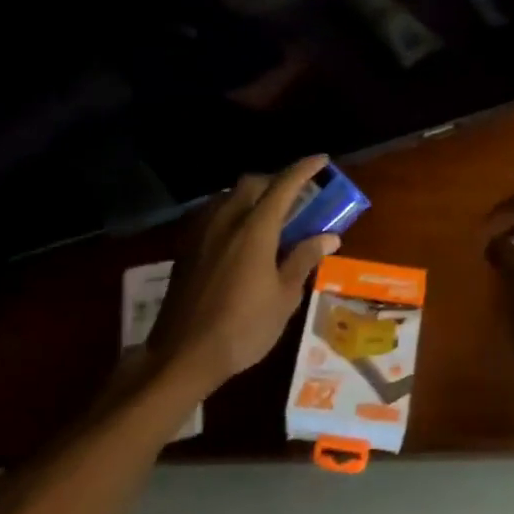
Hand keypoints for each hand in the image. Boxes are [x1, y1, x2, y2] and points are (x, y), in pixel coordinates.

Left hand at [148, 156, 340, 388]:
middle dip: (276, 181)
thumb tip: (329, 236)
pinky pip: (212, 214)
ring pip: (228, 196)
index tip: (322, 159)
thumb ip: (304, 259)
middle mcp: (226, 221)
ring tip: (269, 215)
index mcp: (255, 230)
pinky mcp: (186, 248)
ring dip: (252, 195)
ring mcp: (201, 233)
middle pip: (251, 183)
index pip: (283, 186)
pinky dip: (232, 212)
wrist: (184, 354)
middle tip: (297, 195)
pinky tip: (239, 235)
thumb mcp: (284, 297)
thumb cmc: (244, 328)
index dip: (304, 169)